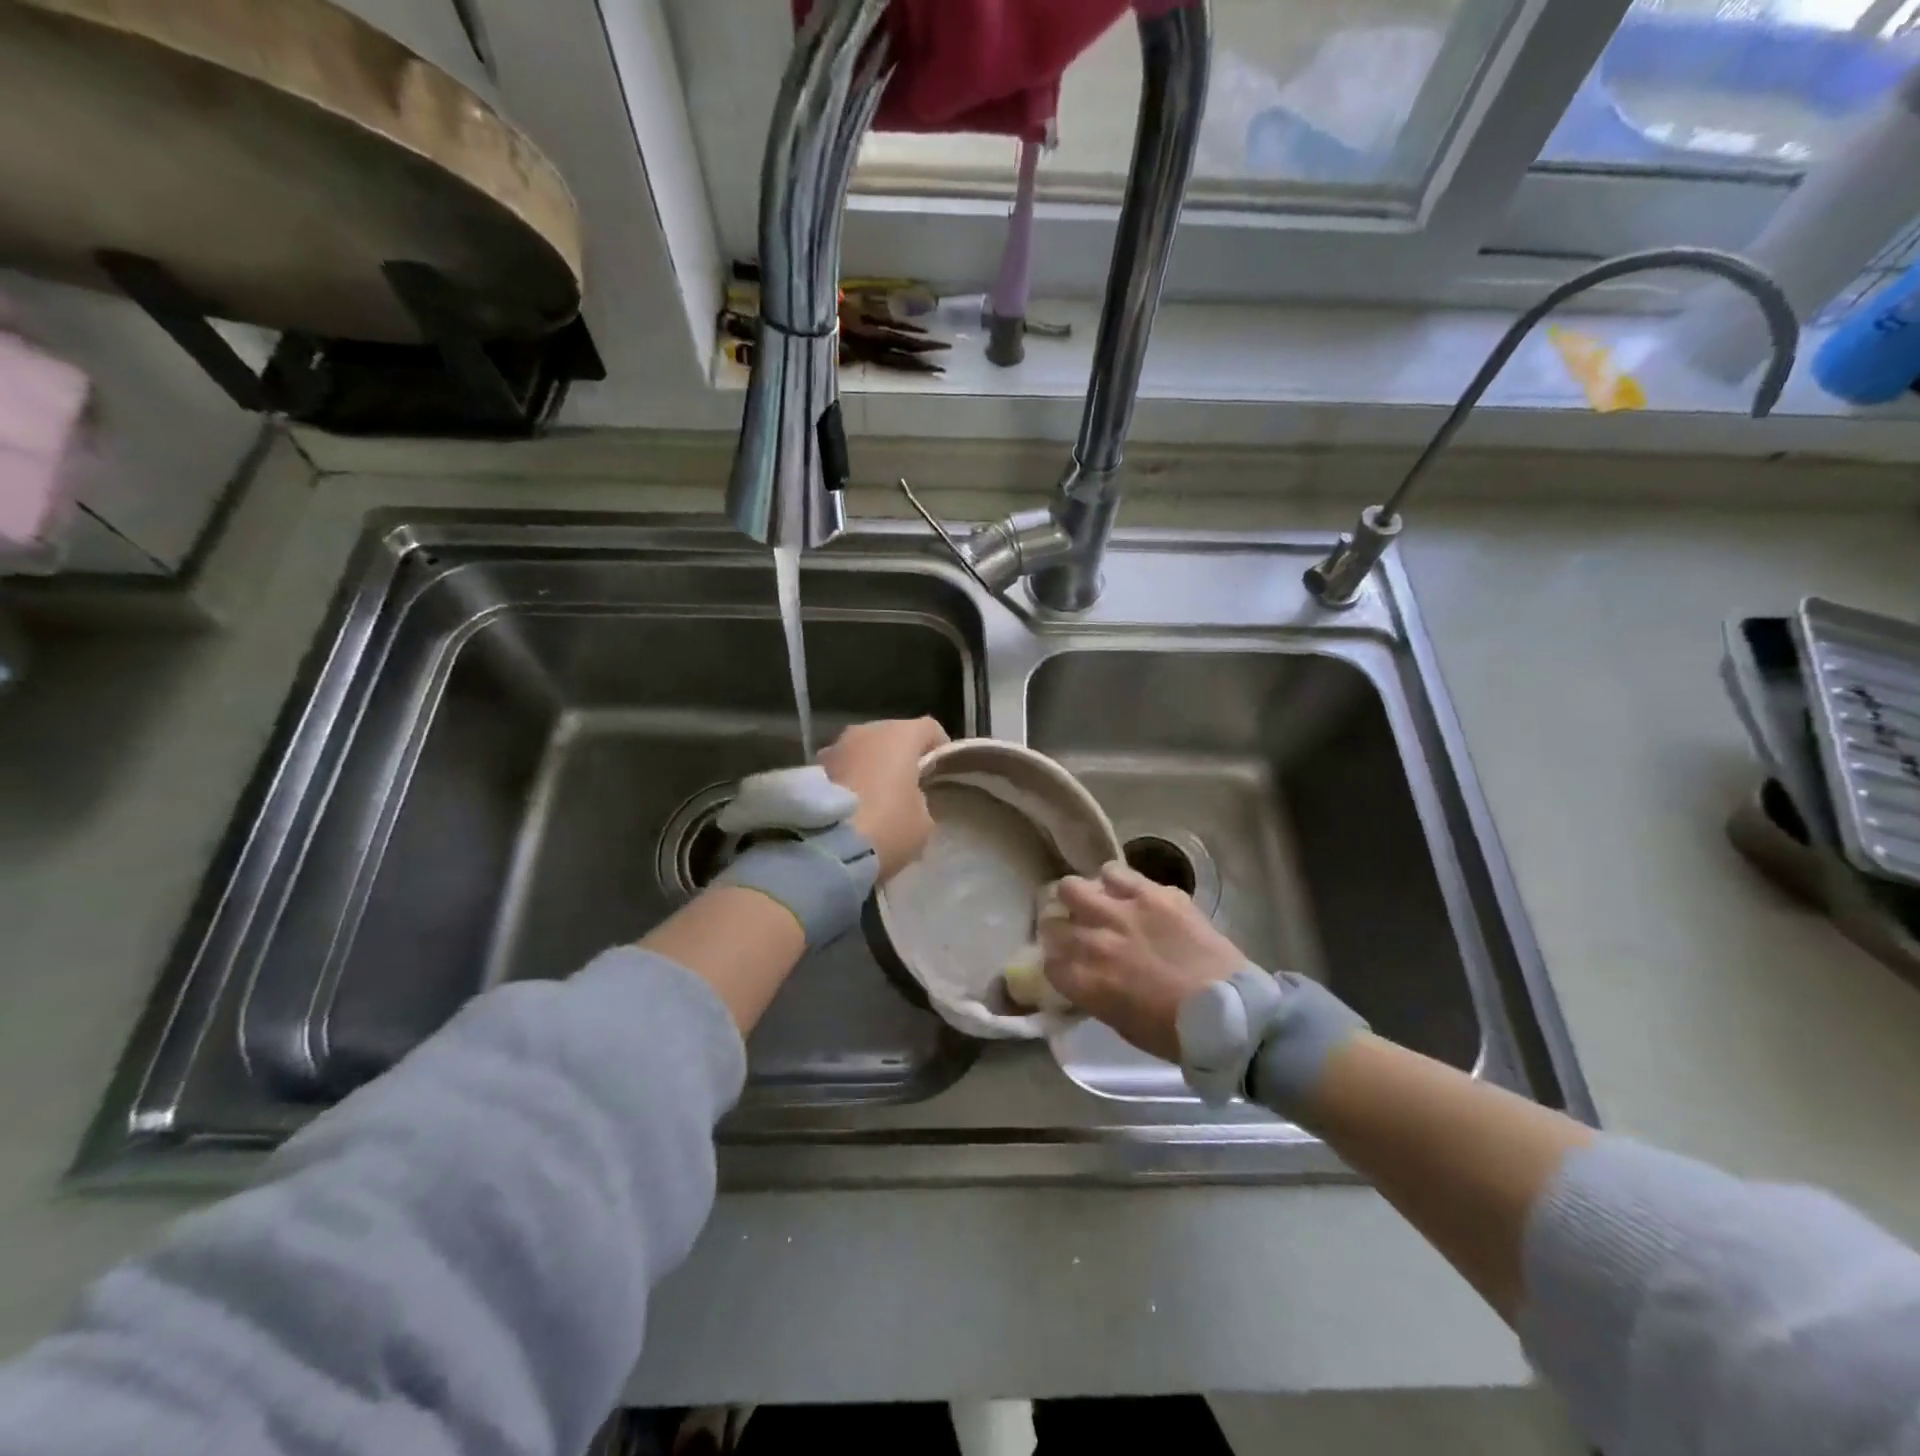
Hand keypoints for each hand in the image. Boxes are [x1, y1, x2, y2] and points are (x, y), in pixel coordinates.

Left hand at [817, 717, 948, 880]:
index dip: (939, 747)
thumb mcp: (923, 821)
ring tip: (876, 798)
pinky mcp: (811, 768)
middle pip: (891, 736)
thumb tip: (907, 797)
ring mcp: (834, 747)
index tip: (940, 771)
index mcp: (899, 735)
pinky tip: (852, 807)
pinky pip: (842, 768)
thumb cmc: (887, 827)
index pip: (929, 728)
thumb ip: (920, 800)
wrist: (826, 849)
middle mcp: (865, 731)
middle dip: (900, 756)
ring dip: (871, 767)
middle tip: (908, 786)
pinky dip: (849, 780)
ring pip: (862, 751)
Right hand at [1041, 861, 1247, 1060]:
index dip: (1055, 962)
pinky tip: (1125, 892)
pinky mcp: (1152, 893)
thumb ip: (1094, 994)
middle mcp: (1095, 941)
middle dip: (1060, 927)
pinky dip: (1114, 881)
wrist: (1232, 1015)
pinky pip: (1115, 872)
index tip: (1066, 964)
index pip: (1048, 962)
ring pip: (1073, 886)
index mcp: (1086, 981)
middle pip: (1052, 920)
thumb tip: (1084, 976)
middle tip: (1075, 930)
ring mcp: (1122, 912)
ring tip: (1097, 905)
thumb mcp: (1121, 1024)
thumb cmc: (1176, 1033)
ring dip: (1081, 898)